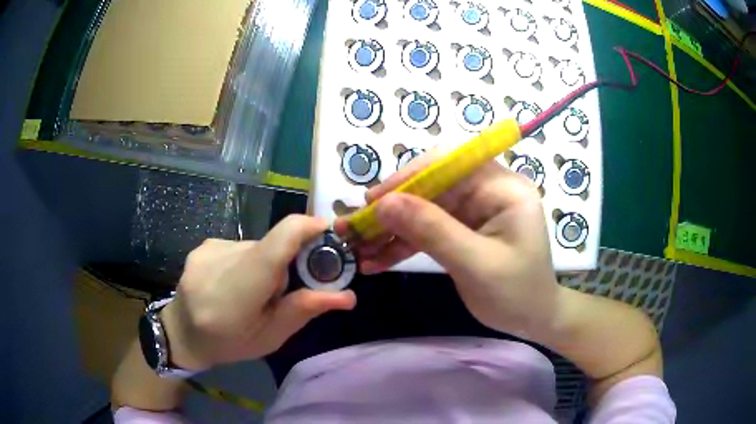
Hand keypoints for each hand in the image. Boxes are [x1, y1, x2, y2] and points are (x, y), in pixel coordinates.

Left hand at [161, 215, 356, 370]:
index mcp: (240, 289)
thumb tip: (346, 296)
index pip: (280, 239)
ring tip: (253, 293)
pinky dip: (247, 262)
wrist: (181, 334)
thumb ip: (303, 310)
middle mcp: (223, 259)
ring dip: (265, 265)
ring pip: (256, 247)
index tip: (330, 236)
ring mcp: (209, 248)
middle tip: (285, 292)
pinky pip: (239, 247)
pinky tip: (233, 285)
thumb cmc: (228, 344)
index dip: (310, 228)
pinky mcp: (204, 245)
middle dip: (288, 263)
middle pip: (272, 245)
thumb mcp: (270, 337)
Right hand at [336, 150, 558, 336]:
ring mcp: (473, 210)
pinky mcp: (463, 228)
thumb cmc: (516, 293)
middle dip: (392, 208)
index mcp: (503, 188)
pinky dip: (401, 245)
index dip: (410, 176)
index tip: (375, 199)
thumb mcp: (476, 264)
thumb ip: (432, 231)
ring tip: (357, 248)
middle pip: (431, 186)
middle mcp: (487, 190)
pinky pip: (427, 229)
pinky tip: (376, 260)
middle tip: (356, 226)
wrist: (532, 319)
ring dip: (391, 229)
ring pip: (423, 209)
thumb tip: (384, 204)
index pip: (450, 163)